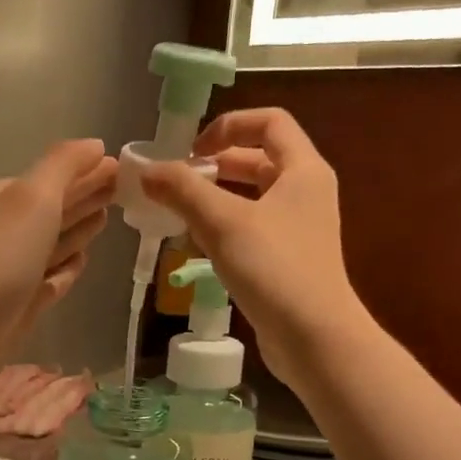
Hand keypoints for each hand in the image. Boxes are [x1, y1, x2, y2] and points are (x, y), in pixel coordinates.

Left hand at [0, 137, 116, 382]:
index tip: (122, 166)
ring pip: (56, 242)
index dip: (88, 169)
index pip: (57, 177)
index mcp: (10, 198)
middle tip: (123, 189)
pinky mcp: (26, 302)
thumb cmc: (3, 253)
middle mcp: (12, 230)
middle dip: (86, 195)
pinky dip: (68, 267)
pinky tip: (82, 260)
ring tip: (107, 217)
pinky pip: (53, 278)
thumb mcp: (34, 196)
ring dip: (79, 228)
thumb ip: (64, 165)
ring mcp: (18, 268)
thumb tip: (96, 145)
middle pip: (57, 207)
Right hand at [143, 108, 363, 389]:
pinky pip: (252, 230)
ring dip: (216, 198)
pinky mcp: (289, 261)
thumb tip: (146, 170)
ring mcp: (299, 229)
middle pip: (258, 160)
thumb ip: (182, 191)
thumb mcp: (222, 223)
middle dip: (216, 164)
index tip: (191, 149)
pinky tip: (197, 246)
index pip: (269, 122)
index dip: (228, 125)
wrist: (314, 337)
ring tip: (178, 212)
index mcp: (303, 170)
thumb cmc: (274, 269)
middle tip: (177, 181)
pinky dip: (224, 228)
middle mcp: (306, 193)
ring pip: (252, 198)